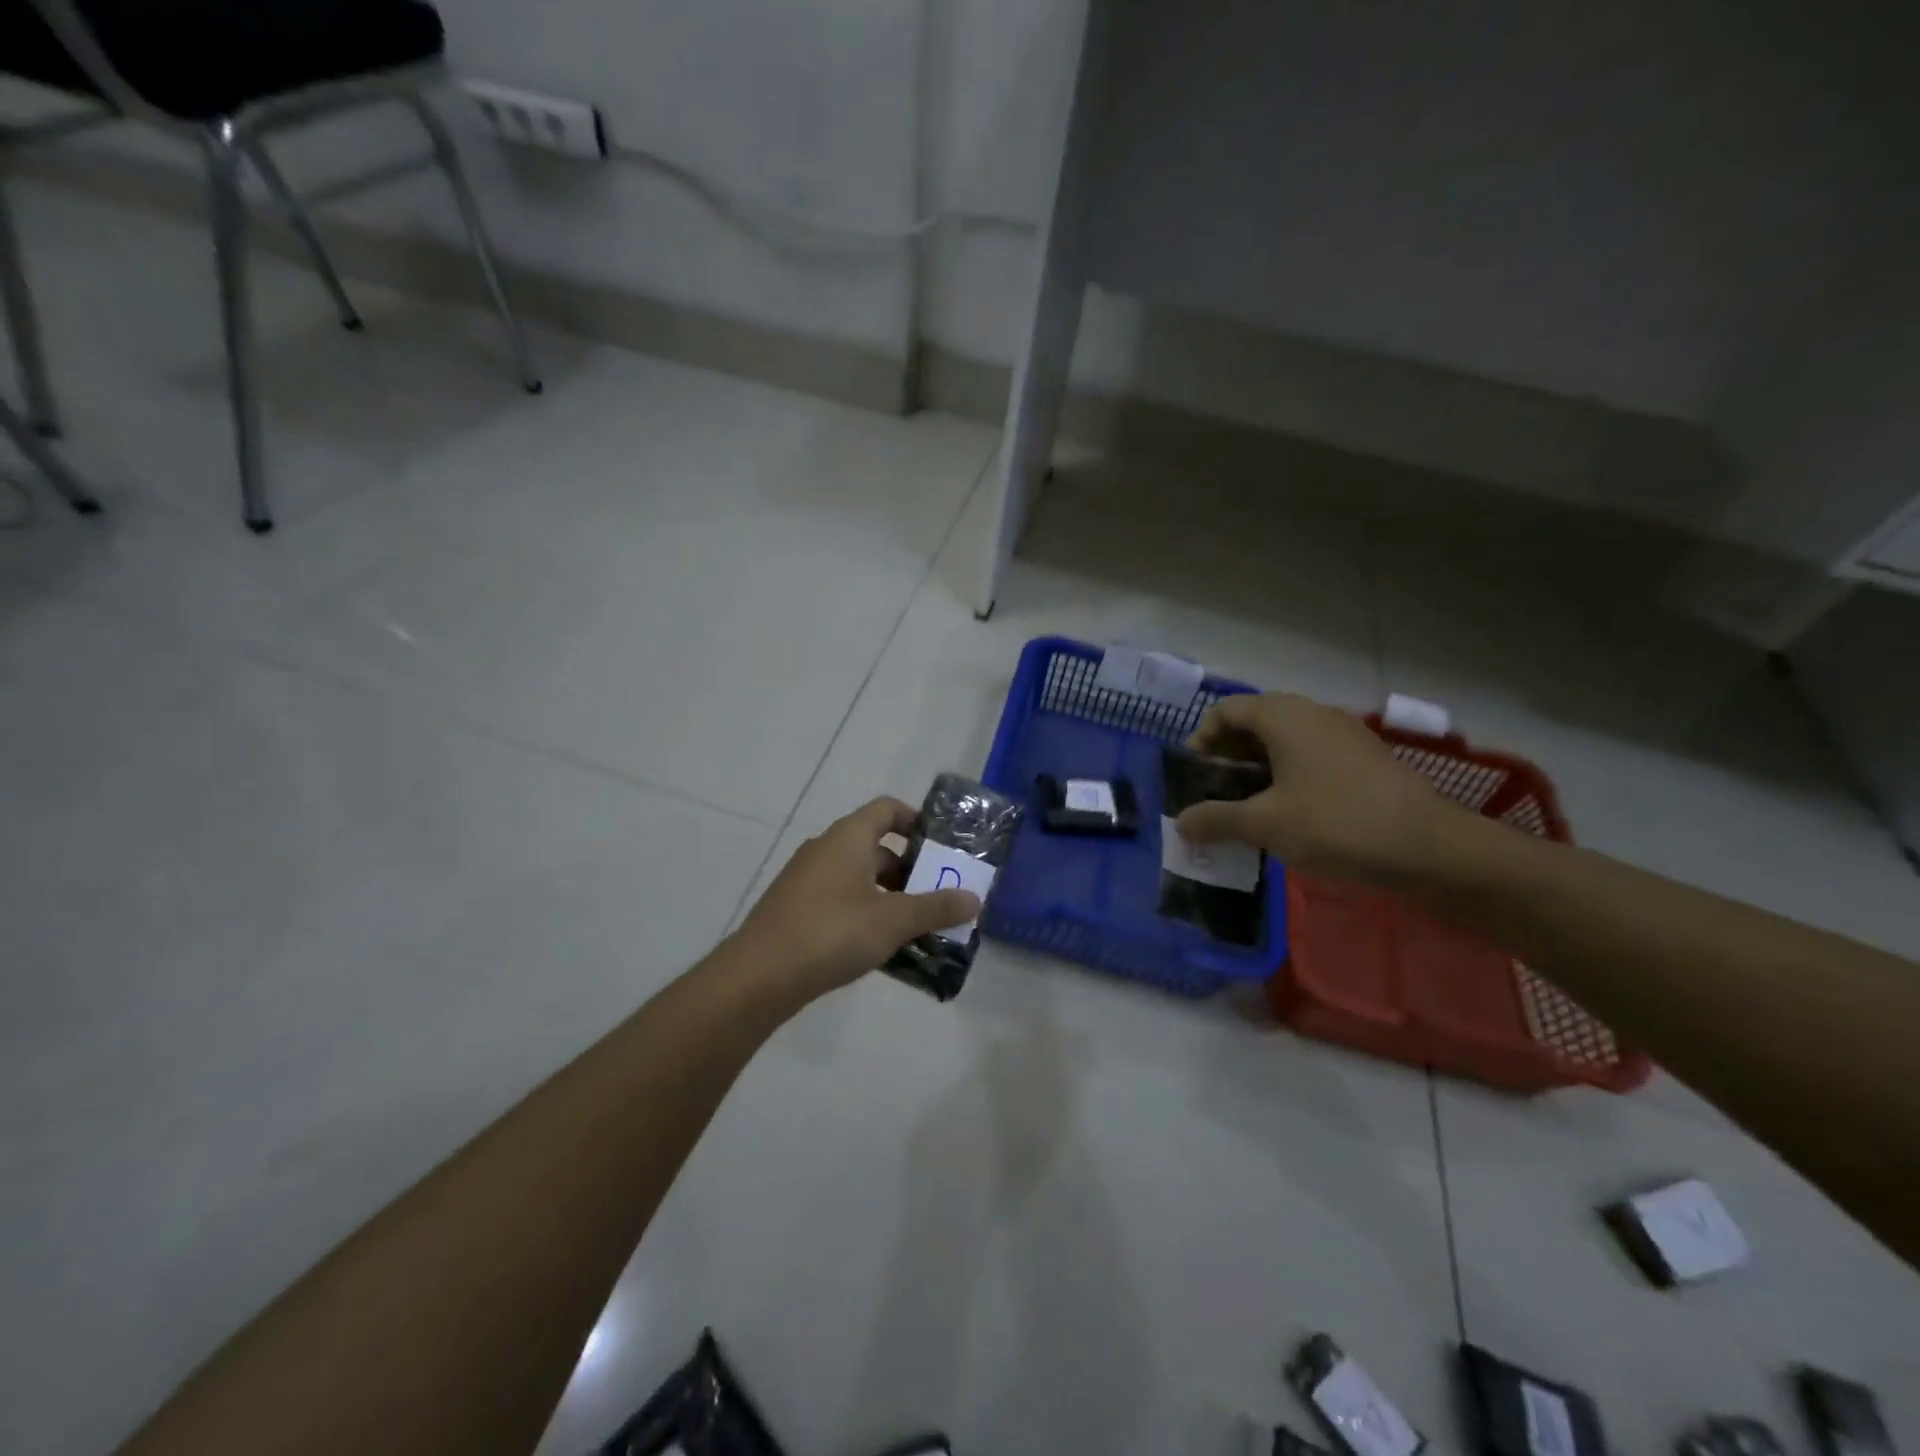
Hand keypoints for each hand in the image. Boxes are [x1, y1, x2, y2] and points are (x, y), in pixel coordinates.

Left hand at [732, 797, 981, 1000]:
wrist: (757, 977)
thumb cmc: (831, 933)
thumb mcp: (892, 921)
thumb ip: (935, 908)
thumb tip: (974, 898)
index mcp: (848, 837)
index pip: (888, 809)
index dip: (917, 821)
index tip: (943, 847)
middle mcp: (826, 849)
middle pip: (878, 847)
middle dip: (912, 871)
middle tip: (941, 896)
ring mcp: (808, 880)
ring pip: (861, 879)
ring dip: (891, 898)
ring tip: (920, 927)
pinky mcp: (797, 910)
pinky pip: (843, 902)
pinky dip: (867, 915)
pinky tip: (884, 947)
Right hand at [1174, 693, 1449, 882]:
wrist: (1432, 848)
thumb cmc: (1336, 824)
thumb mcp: (1265, 824)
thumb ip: (1216, 819)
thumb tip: (1181, 822)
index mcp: (1283, 716)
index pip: (1224, 710)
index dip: (1200, 740)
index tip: (1194, 778)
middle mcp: (1312, 714)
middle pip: (1253, 722)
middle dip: (1227, 757)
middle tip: (1215, 794)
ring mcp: (1343, 735)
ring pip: (1283, 741)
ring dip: (1256, 769)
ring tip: (1246, 809)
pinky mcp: (1363, 760)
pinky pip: (1310, 756)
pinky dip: (1287, 777)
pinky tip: (1287, 815)